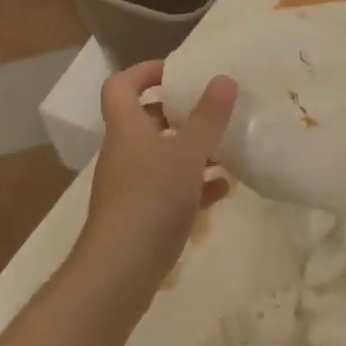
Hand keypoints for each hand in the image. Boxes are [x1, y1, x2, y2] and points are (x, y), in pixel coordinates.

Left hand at [72, 61, 236, 304]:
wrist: (118, 274)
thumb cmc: (151, 200)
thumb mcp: (187, 153)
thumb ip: (208, 117)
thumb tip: (224, 78)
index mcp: (127, 128)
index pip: (121, 85)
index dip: (145, 71)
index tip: (177, 71)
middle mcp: (124, 152)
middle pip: (146, 119)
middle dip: (179, 112)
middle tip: (211, 108)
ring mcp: (131, 186)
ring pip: (162, 156)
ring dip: (192, 150)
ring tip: (227, 148)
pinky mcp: (141, 216)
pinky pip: (170, 189)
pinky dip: (194, 185)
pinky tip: (223, 190)